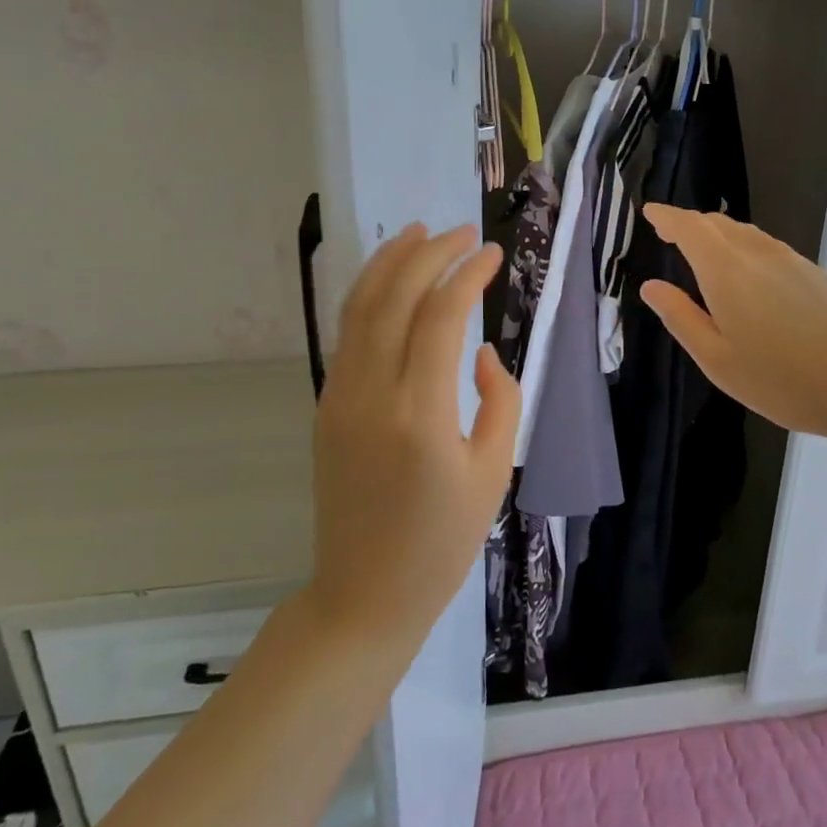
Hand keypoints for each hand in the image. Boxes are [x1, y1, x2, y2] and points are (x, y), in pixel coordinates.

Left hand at [307, 223, 518, 645]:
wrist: (363, 594)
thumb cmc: (441, 543)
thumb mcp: (493, 475)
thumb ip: (499, 402)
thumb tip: (482, 354)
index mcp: (420, 415)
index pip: (441, 317)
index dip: (468, 275)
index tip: (492, 252)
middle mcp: (372, 394)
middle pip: (395, 298)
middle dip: (430, 253)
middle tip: (463, 231)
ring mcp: (340, 397)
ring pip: (360, 308)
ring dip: (390, 262)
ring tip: (418, 232)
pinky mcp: (326, 405)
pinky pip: (348, 334)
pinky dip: (369, 295)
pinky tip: (389, 280)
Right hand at [639, 204, 826, 450]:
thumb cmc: (783, 381)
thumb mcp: (718, 360)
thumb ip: (681, 318)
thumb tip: (651, 286)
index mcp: (727, 271)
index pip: (689, 227)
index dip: (667, 217)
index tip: (650, 212)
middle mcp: (758, 253)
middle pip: (717, 224)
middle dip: (689, 224)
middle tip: (669, 234)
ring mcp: (791, 260)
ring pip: (745, 233)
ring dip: (718, 234)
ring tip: (703, 252)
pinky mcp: (815, 273)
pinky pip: (767, 246)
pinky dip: (743, 247)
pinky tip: (747, 275)